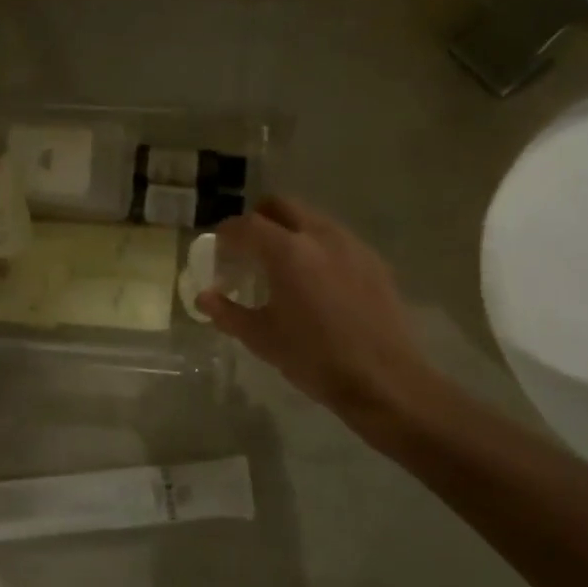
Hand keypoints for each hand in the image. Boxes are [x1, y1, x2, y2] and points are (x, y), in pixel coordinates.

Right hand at [197, 197, 436, 431]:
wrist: (383, 380)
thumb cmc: (314, 358)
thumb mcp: (262, 339)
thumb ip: (228, 313)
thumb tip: (203, 298)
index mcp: (287, 252)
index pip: (247, 225)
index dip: (227, 232)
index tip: (218, 246)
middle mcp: (320, 236)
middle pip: (282, 206)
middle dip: (259, 218)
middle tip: (248, 246)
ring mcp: (352, 245)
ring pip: (312, 219)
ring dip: (290, 230)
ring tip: (282, 263)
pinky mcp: (374, 262)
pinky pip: (337, 240)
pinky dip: (317, 247)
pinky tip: (316, 280)